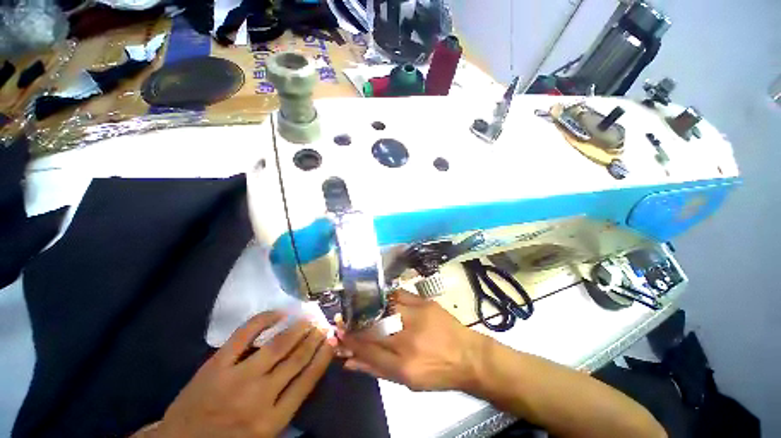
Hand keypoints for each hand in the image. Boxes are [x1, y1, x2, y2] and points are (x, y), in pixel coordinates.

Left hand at [152, 312, 333, 437]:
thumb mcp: (263, 436)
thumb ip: (287, 406)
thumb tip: (310, 371)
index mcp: (272, 420)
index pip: (308, 380)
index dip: (324, 355)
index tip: (333, 338)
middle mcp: (259, 397)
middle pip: (297, 358)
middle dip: (314, 337)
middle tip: (324, 322)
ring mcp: (237, 377)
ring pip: (278, 344)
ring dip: (298, 326)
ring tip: (310, 315)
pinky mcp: (217, 364)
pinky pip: (245, 334)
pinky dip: (265, 319)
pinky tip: (280, 312)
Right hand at [338, 290, 487, 391]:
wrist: (469, 356)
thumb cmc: (438, 373)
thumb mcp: (407, 381)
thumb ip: (377, 369)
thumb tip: (350, 361)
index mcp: (403, 364)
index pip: (367, 350)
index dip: (349, 341)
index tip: (338, 333)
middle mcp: (408, 338)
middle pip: (373, 327)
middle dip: (355, 323)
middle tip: (344, 319)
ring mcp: (417, 316)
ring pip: (384, 308)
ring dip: (369, 308)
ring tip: (360, 308)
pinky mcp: (425, 302)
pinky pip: (399, 295)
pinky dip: (388, 298)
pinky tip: (382, 301)